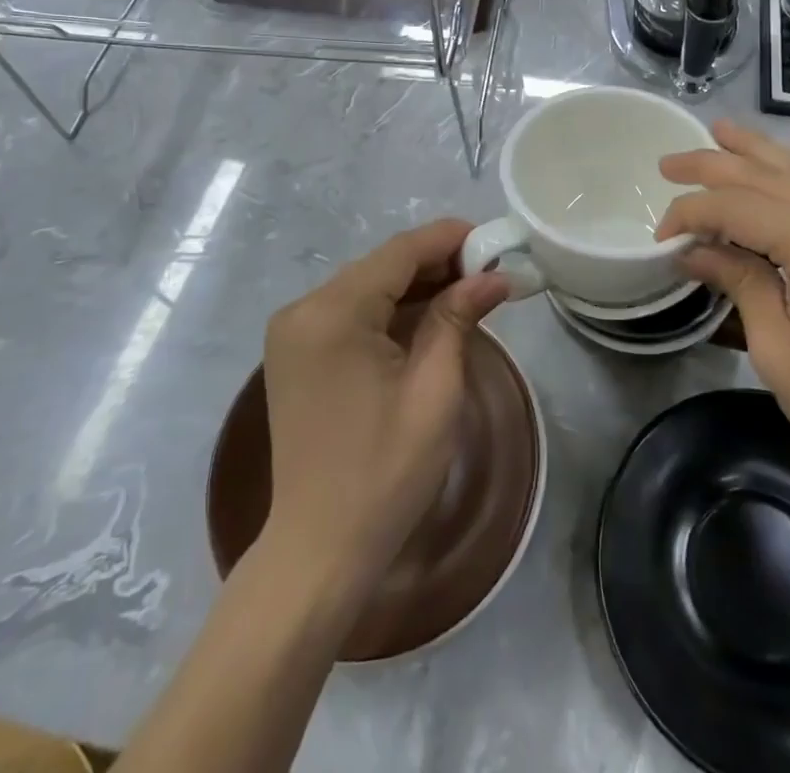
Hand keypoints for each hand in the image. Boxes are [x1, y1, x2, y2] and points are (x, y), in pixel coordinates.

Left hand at [262, 220, 507, 597]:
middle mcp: (304, 309)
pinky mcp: (297, 352)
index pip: (399, 252)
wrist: (319, 550)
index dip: (450, 239)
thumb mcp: (435, 391)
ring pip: (368, 285)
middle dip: (438, 263)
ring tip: (470, 291)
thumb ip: (458, 318)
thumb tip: (494, 275)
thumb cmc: (385, 473)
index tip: (495, 241)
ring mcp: (294, 331)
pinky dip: (392, 309)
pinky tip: (430, 316)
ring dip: (417, 285)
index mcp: (333, 313)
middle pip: (382, 265)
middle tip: (490, 272)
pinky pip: (352, 311)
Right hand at [658, 122, 789, 507]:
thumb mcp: (778, 351)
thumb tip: (692, 250)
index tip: (661, 237)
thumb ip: (738, 283)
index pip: (737, 207)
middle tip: (667, 166)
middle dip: (712, 167)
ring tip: (719, 130)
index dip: (692, 213)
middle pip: (767, 177)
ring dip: (758, 149)